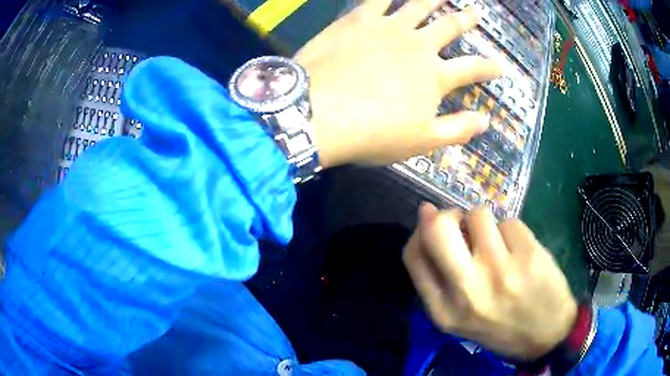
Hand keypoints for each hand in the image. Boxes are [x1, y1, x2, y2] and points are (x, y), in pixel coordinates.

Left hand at [295, 0, 500, 167]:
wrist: (317, 113)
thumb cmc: (371, 133)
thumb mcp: (421, 141)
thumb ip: (457, 130)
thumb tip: (486, 122)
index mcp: (435, 76)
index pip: (472, 69)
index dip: (489, 67)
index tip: (500, 66)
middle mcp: (417, 44)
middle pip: (448, 26)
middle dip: (465, 19)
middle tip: (475, 12)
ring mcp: (388, 27)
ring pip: (417, 5)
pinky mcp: (357, 19)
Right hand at [403, 203, 577, 360]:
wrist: (546, 336)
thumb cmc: (499, 327)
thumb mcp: (459, 318)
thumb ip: (440, 280)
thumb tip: (429, 221)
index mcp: (444, 310)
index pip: (413, 255)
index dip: (420, 232)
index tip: (434, 228)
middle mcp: (467, 290)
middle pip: (437, 228)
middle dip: (447, 215)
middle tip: (462, 222)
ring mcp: (500, 270)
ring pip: (478, 214)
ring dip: (485, 223)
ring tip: (498, 243)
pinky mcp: (528, 255)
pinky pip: (509, 221)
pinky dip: (511, 231)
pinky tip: (519, 250)